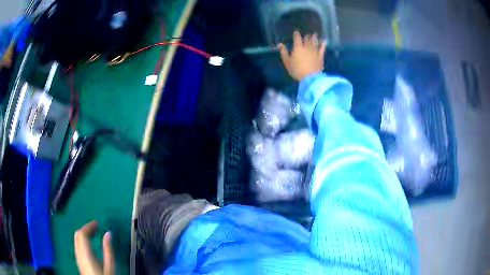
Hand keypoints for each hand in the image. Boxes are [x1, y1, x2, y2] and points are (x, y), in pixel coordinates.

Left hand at [74, 221, 114, 274]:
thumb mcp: (110, 266)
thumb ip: (108, 249)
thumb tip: (108, 233)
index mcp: (86, 253)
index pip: (82, 233)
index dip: (89, 226)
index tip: (98, 223)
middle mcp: (79, 253)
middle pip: (78, 235)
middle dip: (86, 229)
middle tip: (96, 228)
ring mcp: (78, 258)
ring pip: (76, 241)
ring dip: (83, 235)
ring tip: (93, 235)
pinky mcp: (79, 262)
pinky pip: (77, 246)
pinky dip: (82, 242)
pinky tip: (89, 246)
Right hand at [278, 31, 326, 80]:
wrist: (310, 77)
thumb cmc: (296, 70)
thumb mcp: (287, 62)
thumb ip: (283, 52)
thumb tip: (280, 44)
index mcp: (298, 48)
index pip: (297, 38)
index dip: (296, 34)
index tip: (296, 32)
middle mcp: (307, 47)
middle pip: (307, 40)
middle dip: (306, 36)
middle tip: (307, 34)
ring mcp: (314, 51)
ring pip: (314, 42)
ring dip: (314, 38)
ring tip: (314, 34)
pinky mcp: (320, 56)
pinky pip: (322, 49)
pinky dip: (323, 44)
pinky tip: (324, 41)